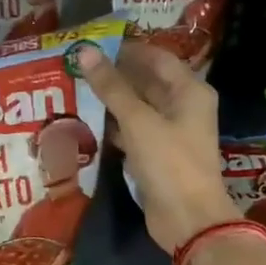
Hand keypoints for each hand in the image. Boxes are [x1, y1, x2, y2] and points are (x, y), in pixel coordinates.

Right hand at [70, 40, 239, 254]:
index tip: (93, 45)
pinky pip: (135, 133)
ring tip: (75, 90)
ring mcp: (171, 134)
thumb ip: (111, 87)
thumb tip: (84, 51)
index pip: (157, 58)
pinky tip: (88, 124)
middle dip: (115, 76)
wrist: (188, 219)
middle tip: (76, 67)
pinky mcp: (158, 156)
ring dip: (112, 102)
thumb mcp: (138, 121)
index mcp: (189, 91)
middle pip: (147, 82)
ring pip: (138, 109)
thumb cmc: (169, 162)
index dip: (127, 49)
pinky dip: (115, 128)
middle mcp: (184, 107)